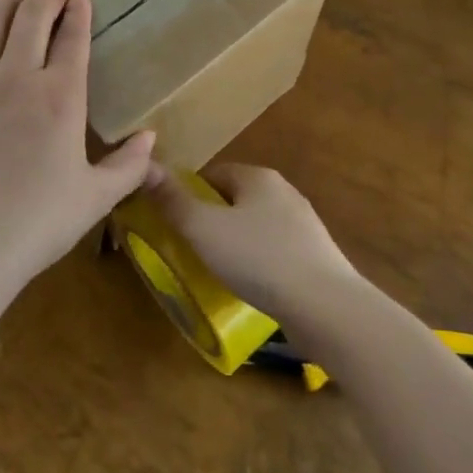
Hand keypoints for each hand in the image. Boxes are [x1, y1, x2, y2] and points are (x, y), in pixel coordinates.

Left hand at [0, 0, 155, 294]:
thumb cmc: (38, 224)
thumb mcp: (95, 199)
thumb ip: (128, 165)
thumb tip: (151, 137)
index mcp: (59, 96)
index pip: (72, 36)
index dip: (78, 10)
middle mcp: (15, 78)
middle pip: (30, 14)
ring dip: (4, 4)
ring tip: (14, 2)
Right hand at [143, 163, 359, 326]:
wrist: (326, 306)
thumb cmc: (259, 259)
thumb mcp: (204, 229)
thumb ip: (173, 200)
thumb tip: (146, 166)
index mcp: (258, 176)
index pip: (214, 174)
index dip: (190, 195)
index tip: (175, 223)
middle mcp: (284, 191)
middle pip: (236, 198)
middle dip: (213, 220)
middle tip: (192, 250)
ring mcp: (304, 224)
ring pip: (257, 225)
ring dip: (237, 243)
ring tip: (219, 272)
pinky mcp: (316, 255)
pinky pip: (276, 250)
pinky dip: (259, 262)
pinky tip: (252, 287)